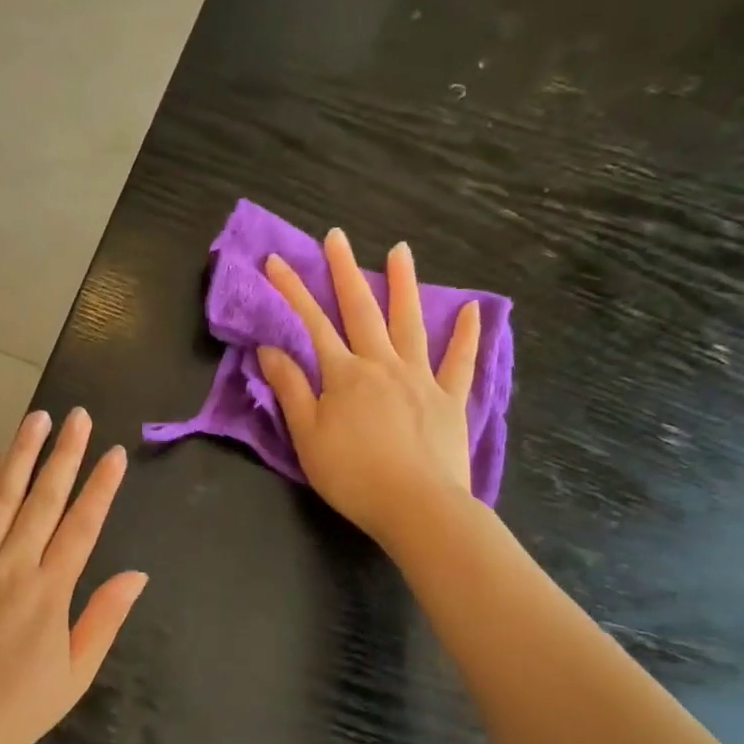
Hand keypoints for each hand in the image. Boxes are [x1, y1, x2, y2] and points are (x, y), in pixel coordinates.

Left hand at [0, 407, 147, 743]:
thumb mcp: (71, 678)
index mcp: (49, 592)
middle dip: (65, 454)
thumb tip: (136, 575)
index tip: (114, 453)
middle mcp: (12, 564)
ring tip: (38, 417)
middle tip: (78, 416)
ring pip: (1, 495)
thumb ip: (103, 620)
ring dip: (22, 453)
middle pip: (44, 499)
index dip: (101, 487)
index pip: (82, 526)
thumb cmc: (8, 710)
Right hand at [256, 228, 480, 549]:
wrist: (416, 507)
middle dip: (344, 271)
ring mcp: (420, 378)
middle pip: (360, 310)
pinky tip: (474, 309)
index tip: (275, 261)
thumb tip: (270, 348)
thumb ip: (291, 388)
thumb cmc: (353, 475)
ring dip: (403, 284)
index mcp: (344, 375)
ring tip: (400, 250)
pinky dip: (467, 334)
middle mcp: (382, 364)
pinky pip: (459, 361)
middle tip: (336, 236)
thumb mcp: (307, 435)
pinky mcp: (449, 398)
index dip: (291, 291)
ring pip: (409, 322)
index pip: (311, 323)